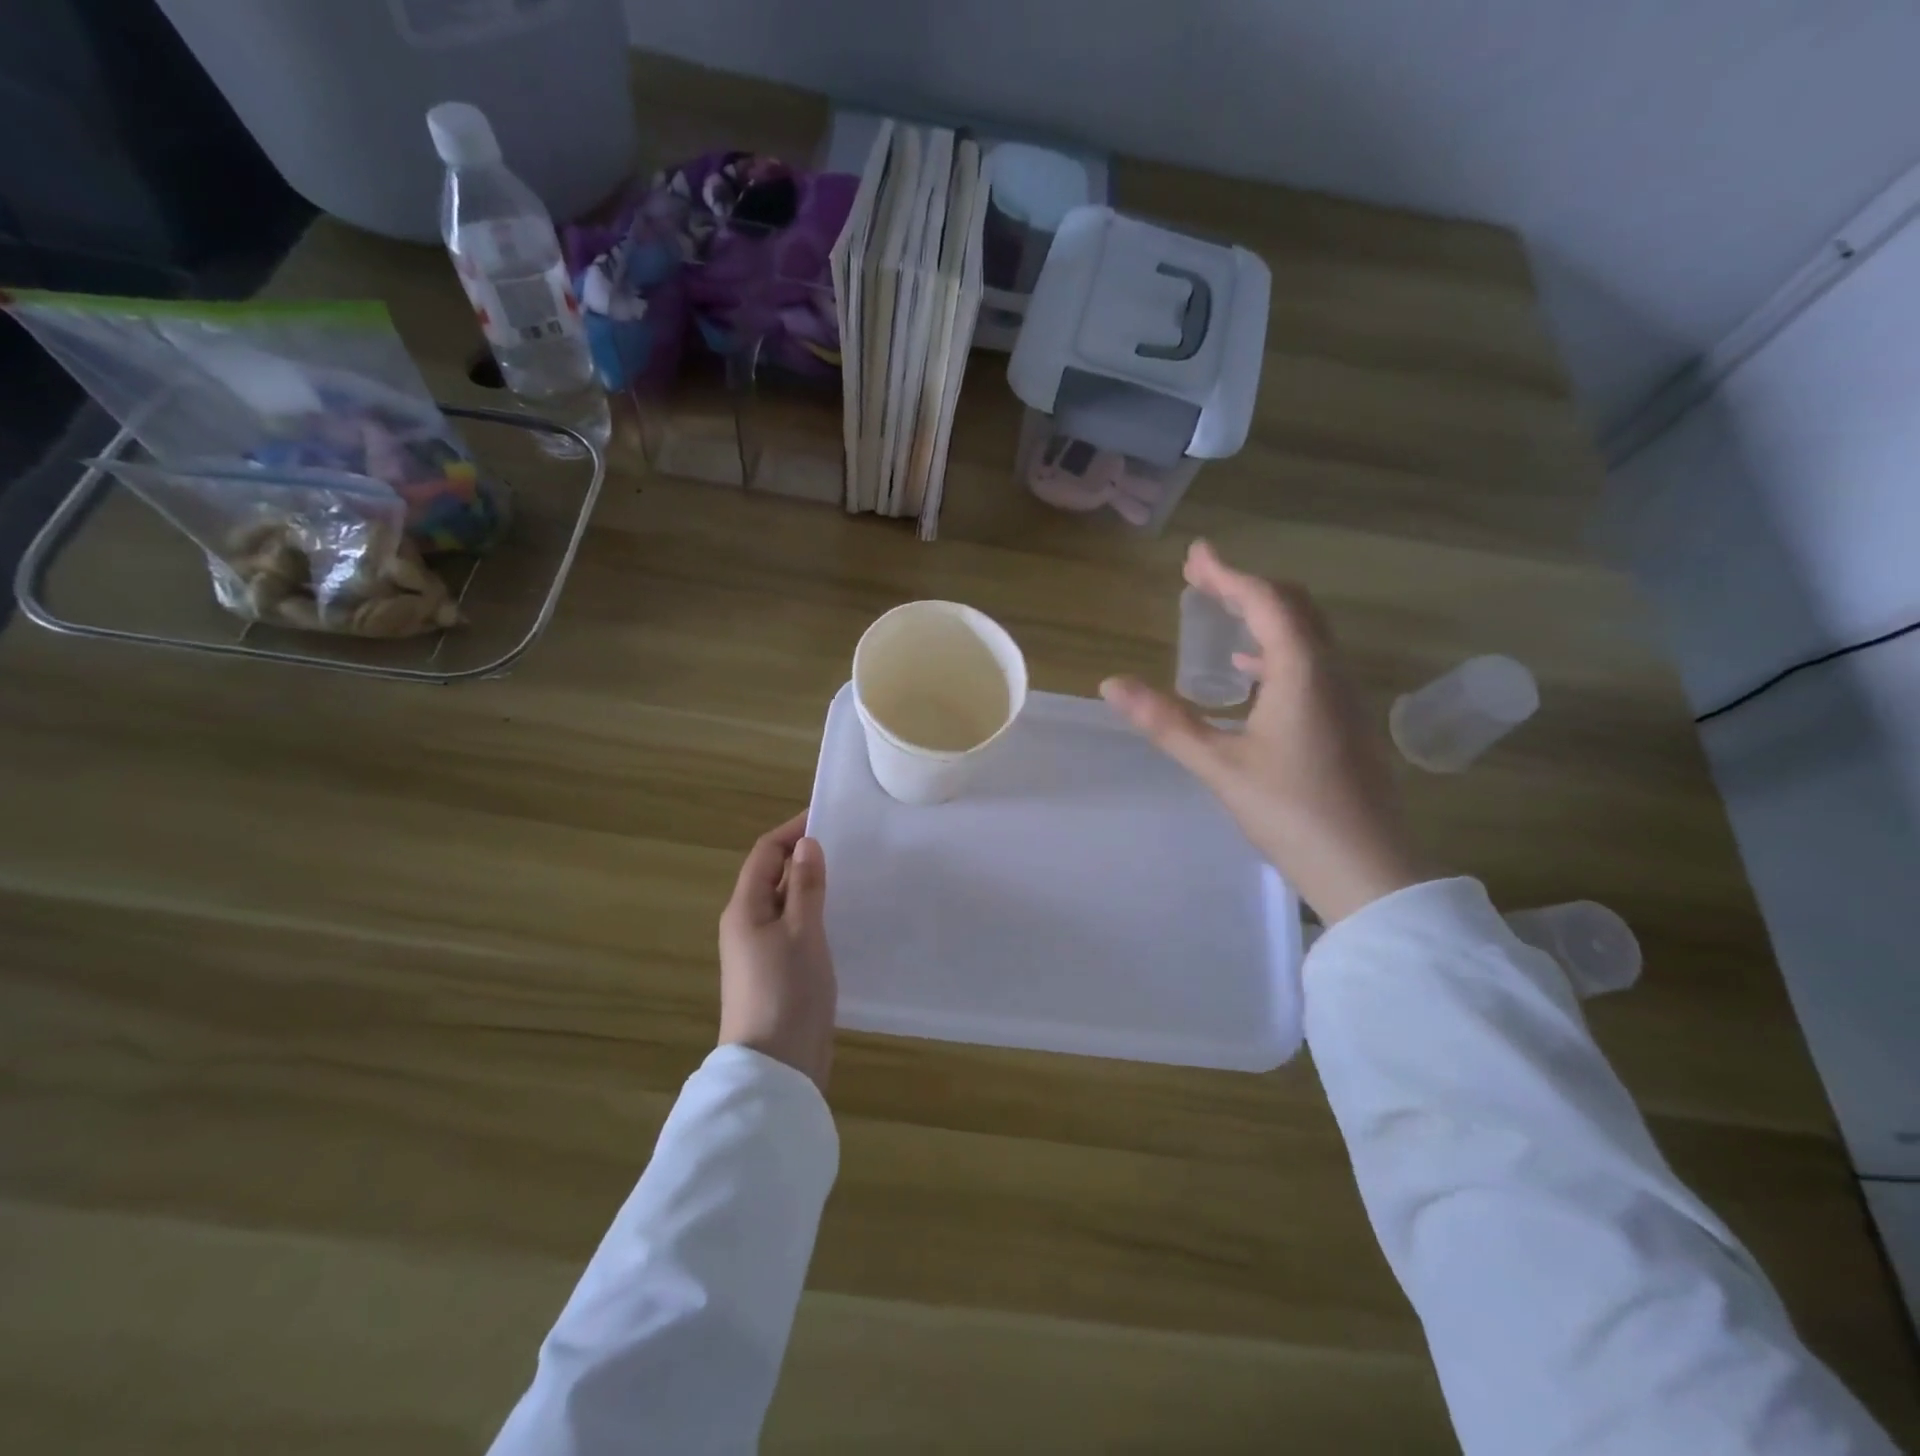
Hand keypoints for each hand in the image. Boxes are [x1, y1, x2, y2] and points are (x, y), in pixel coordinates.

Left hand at [717, 813, 836, 1090]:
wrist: (775, 1067)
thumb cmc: (787, 992)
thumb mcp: (802, 932)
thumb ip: (805, 886)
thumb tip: (806, 844)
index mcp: (744, 909)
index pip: (765, 854)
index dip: (793, 831)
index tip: (828, 818)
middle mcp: (747, 925)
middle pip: (773, 877)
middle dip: (805, 858)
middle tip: (848, 847)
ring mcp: (760, 952)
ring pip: (786, 905)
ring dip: (812, 888)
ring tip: (851, 877)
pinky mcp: (777, 973)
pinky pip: (794, 930)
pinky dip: (815, 916)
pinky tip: (843, 920)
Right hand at [1101, 541, 1428, 923]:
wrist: (1367, 867)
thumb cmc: (1292, 812)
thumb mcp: (1220, 766)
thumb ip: (1166, 722)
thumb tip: (1112, 684)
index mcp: (1302, 672)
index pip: (1265, 602)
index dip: (1227, 574)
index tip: (1195, 555)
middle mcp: (1330, 672)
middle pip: (1292, 607)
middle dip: (1245, 586)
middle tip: (1202, 579)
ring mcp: (1344, 697)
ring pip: (1306, 634)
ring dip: (1264, 614)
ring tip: (1221, 614)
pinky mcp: (1346, 720)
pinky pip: (1311, 662)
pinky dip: (1277, 649)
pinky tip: (1251, 673)